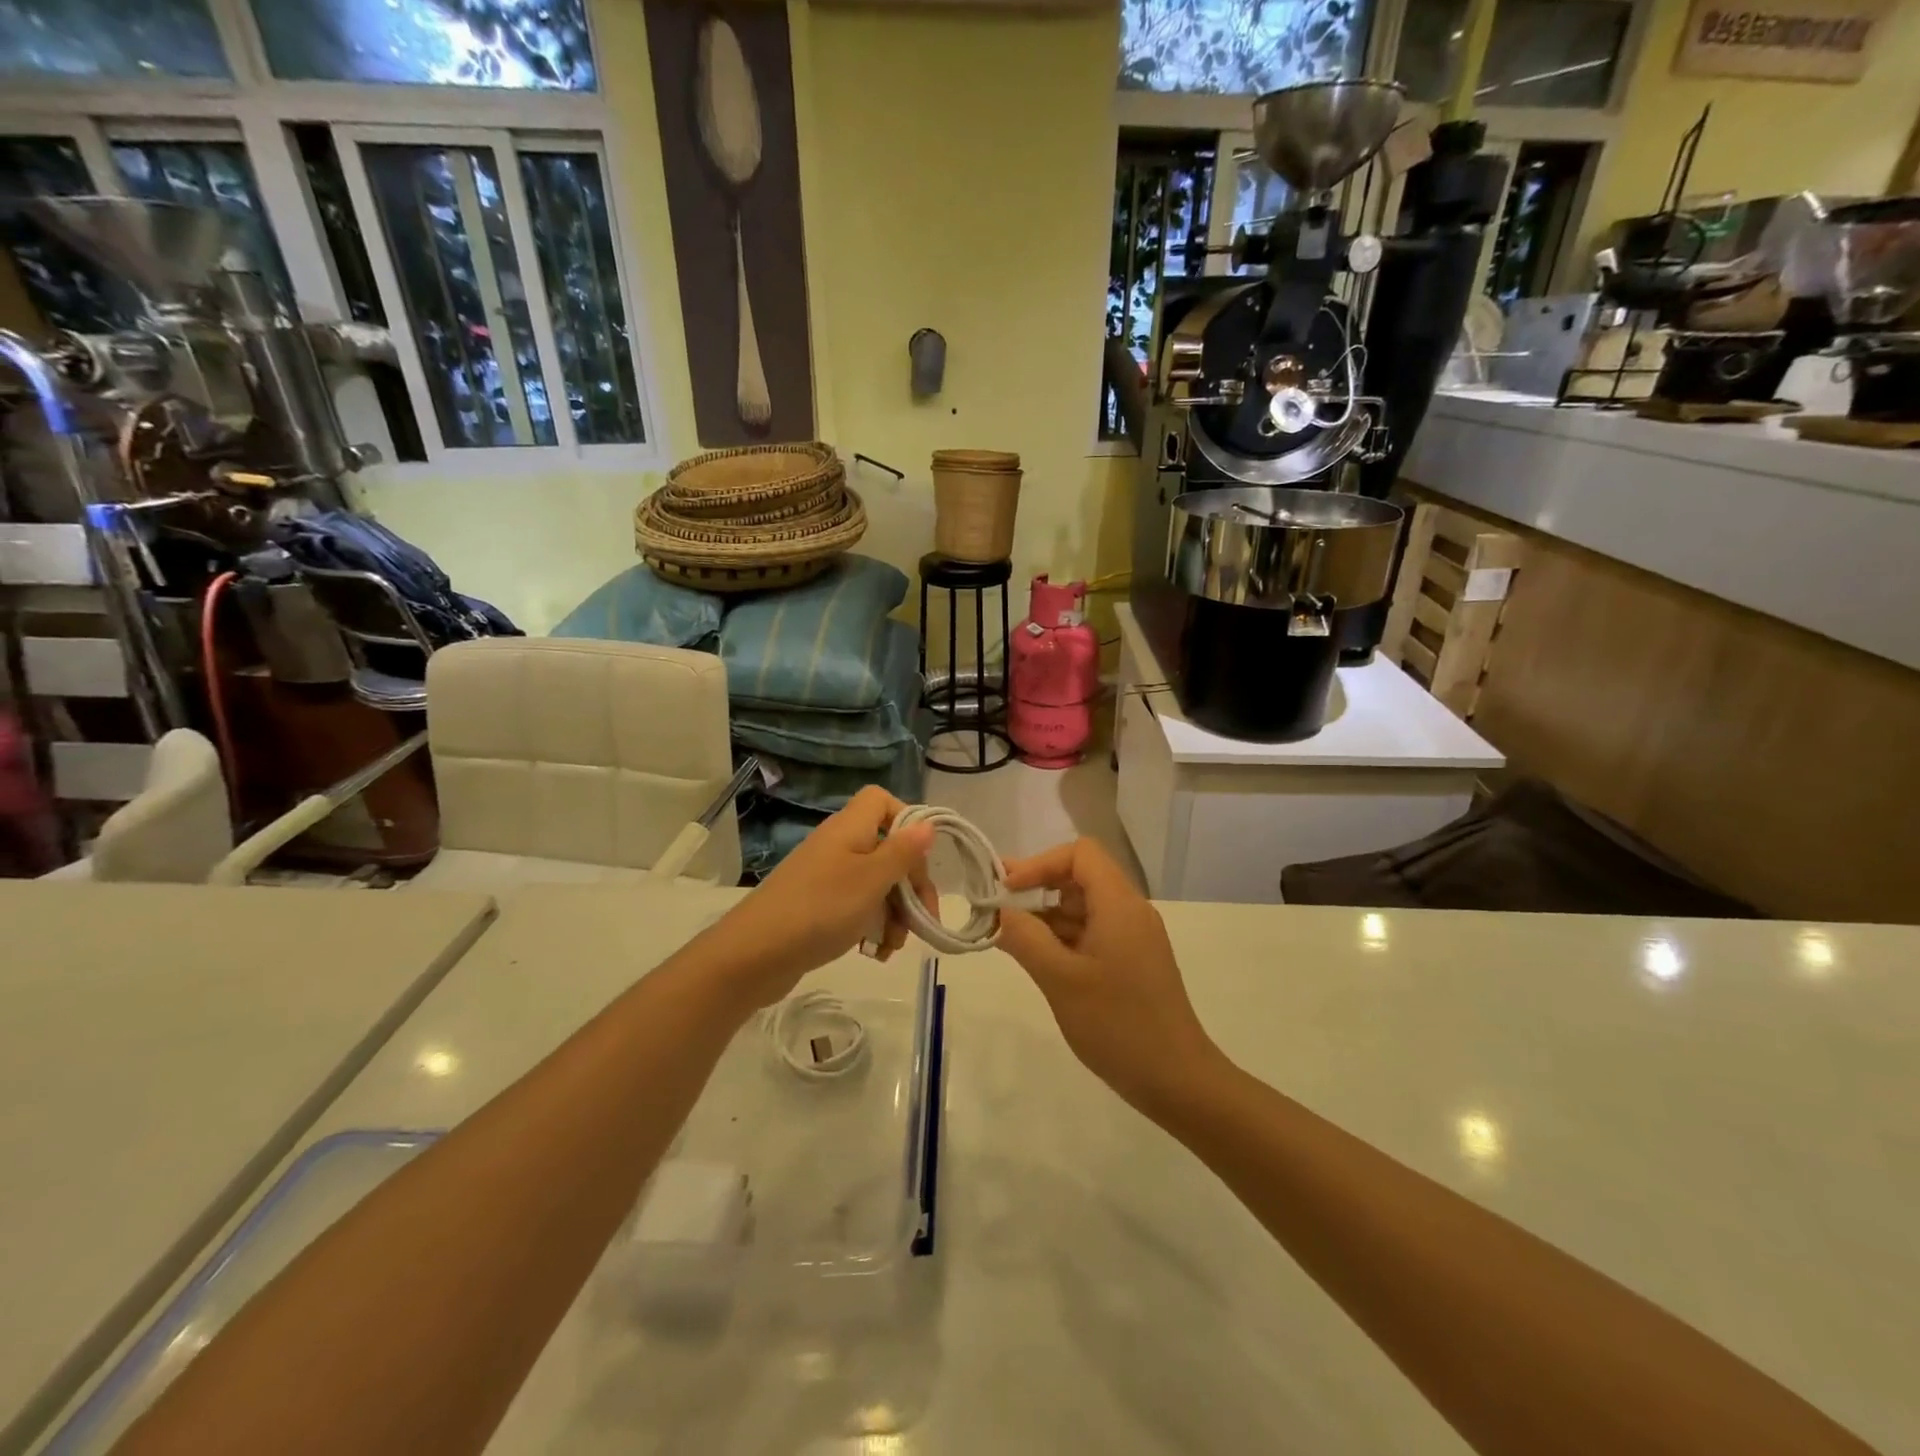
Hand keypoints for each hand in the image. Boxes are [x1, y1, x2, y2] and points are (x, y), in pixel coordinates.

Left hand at [703, 786, 935, 1006]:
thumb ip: (903, 852)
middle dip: (909, 884)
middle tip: (923, 917)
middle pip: (887, 848)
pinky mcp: (818, 906)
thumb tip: (927, 823)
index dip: (906, 820)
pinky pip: (856, 907)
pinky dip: (872, 926)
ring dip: (895, 912)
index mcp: (850, 829)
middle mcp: (838, 846)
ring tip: (896, 944)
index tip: (919, 856)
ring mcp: (826, 877)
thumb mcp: (872, 880)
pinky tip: (876, 952)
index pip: (881, 800)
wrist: (754, 955)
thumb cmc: (821, 908)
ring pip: (875, 883)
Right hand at [997, 838, 1228, 1119]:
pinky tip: (1035, 958)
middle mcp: (1130, 911)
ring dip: (1046, 915)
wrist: (1178, 1081)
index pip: (1080, 854)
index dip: (1040, 863)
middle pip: (1081, 877)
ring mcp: (1134, 938)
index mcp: (1119, 904)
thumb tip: (1001, 912)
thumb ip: (1026, 939)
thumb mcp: (1061, 980)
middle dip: (1037, 887)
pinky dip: (1062, 937)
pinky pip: (1092, 933)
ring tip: (1007, 936)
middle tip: (997, 908)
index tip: (1006, 889)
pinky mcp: (1132, 962)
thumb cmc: (1118, 1025)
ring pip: (1084, 907)